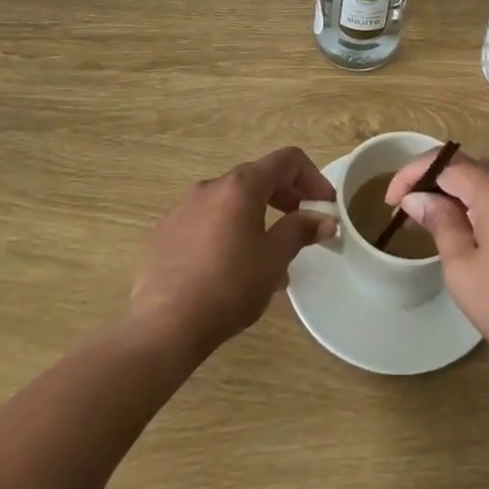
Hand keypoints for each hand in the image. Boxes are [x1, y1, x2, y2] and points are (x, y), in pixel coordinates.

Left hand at [129, 147, 335, 359]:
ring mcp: (184, 207)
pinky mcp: (165, 231)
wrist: (163, 327)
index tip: (325, 205)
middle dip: (286, 197)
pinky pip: (206, 220)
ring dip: (256, 217)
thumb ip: (301, 231)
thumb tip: (326, 219)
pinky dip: (227, 231)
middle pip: (258, 177)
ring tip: (267, 255)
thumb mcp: (274, 259)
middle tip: (302, 225)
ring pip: (231, 201)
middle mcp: (211, 185)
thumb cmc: (228, 287)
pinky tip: (229, 267)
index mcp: (241, 185)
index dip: (313, 177)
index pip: (287, 161)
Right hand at [386, 146, 488, 378]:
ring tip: (465, 217)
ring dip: (477, 181)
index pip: (442, 163)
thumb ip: (440, 224)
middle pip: (471, 161)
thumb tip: (417, 197)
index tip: (392, 200)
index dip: (412, 175)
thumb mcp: (464, 272)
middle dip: (443, 181)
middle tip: (427, 215)